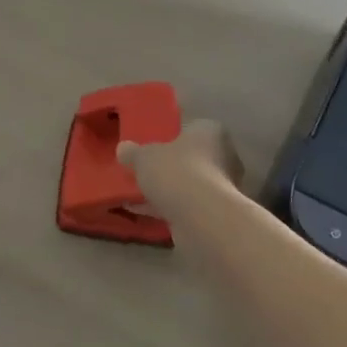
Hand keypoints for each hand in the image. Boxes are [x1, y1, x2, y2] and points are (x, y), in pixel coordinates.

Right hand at [117, 118, 244, 219]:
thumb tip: (123, 149)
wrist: (202, 218)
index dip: (170, 136)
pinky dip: (165, 207)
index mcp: (210, 132)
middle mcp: (223, 157)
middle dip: (168, 165)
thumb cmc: (177, 172)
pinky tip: (139, 211)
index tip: (151, 144)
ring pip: (188, 184)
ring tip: (135, 192)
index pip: (191, 128)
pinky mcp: (214, 214)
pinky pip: (184, 206)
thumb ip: (133, 152)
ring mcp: (221, 188)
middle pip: (190, 158)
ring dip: (166, 189)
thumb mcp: (144, 157)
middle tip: (143, 169)